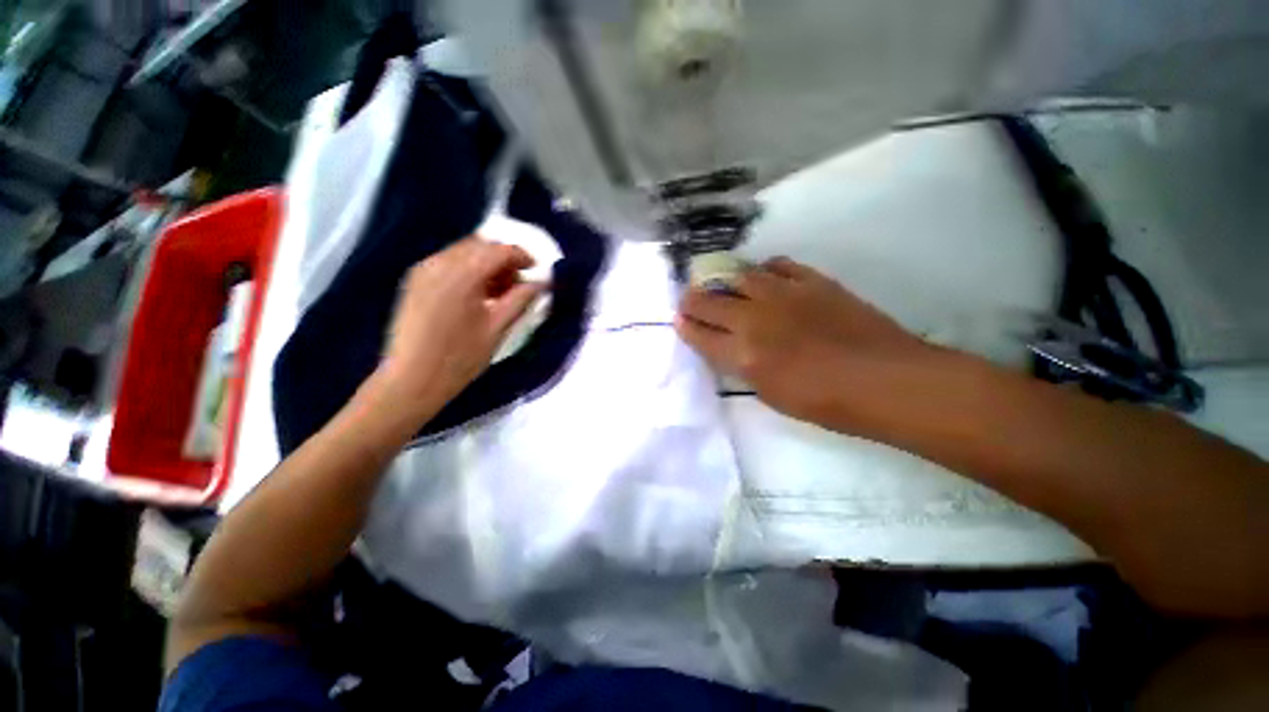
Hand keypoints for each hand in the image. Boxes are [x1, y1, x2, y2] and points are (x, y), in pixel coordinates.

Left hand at [368, 238, 544, 425]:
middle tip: (519, 284)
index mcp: (462, 274)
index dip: (522, 256)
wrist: (411, 380)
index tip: (537, 271)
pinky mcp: (415, 281)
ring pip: (464, 252)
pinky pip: (448, 263)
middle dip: (504, 259)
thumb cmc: (459, 358)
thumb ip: (521, 300)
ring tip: (501, 292)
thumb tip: (541, 283)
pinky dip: (469, 270)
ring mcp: (423, 270)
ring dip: (487, 264)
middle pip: (480, 245)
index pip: (498, 250)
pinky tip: (478, 294)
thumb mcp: (497, 328)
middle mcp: (439, 263)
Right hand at [676, 257, 933, 427]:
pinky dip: (763, 271)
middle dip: (692, 300)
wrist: (884, 380)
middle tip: (690, 301)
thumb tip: (728, 347)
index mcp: (743, 355)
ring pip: (738, 275)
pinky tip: (764, 279)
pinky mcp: (811, 280)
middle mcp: (754, 319)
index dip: (685, 326)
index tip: (679, 320)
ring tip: (724, 287)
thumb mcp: (769, 394)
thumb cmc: (824, 402)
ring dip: (724, 282)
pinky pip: (777, 265)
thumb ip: (741, 366)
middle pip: (708, 300)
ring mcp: (782, 294)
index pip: (699, 334)